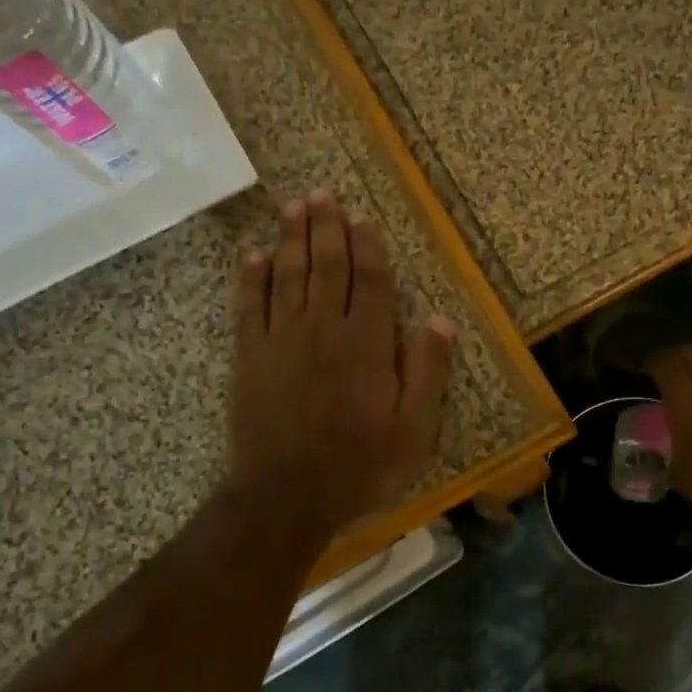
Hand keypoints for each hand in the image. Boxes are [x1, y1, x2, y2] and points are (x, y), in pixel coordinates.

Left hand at [224, 190, 454, 547]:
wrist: (285, 497)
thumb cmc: (359, 466)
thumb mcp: (414, 429)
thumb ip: (428, 371)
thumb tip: (441, 319)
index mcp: (366, 344)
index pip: (370, 281)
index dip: (368, 246)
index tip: (363, 216)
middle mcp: (323, 329)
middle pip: (326, 267)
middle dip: (326, 228)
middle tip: (322, 194)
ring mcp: (281, 340)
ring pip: (288, 276)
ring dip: (291, 239)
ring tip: (293, 207)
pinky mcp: (250, 357)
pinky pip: (249, 306)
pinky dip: (251, 278)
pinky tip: (254, 255)